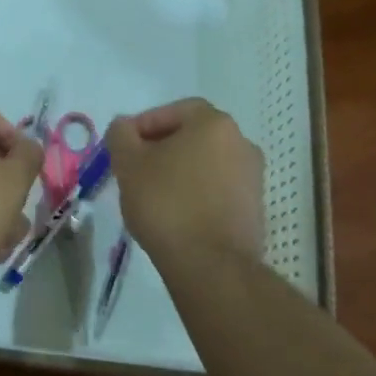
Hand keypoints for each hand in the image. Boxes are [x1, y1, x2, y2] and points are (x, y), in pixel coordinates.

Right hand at [106, 98, 265, 266]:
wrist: (211, 265)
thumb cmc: (166, 203)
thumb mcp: (129, 164)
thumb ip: (121, 135)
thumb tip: (124, 126)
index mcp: (214, 123)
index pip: (175, 110)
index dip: (145, 124)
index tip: (124, 146)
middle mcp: (241, 142)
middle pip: (192, 136)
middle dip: (161, 149)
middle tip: (135, 169)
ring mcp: (253, 177)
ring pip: (205, 164)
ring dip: (179, 172)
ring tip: (152, 195)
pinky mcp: (254, 208)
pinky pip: (217, 189)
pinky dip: (195, 194)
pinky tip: (175, 215)